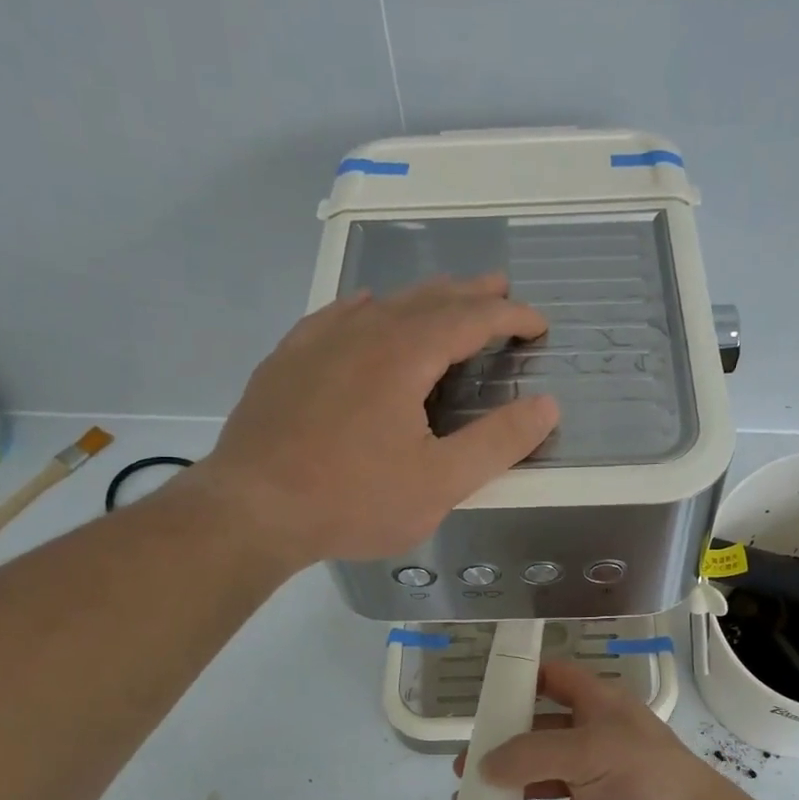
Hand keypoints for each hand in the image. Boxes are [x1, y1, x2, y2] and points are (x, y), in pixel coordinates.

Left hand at [197, 274, 558, 566]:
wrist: (251, 510)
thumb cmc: (353, 499)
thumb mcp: (440, 483)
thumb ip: (498, 442)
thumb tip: (547, 406)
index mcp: (404, 355)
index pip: (471, 319)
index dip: (510, 317)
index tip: (538, 324)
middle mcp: (363, 332)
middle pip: (428, 299)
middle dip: (470, 293)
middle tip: (500, 289)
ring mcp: (318, 342)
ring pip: (382, 303)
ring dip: (423, 298)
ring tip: (445, 299)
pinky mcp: (287, 361)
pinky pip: (336, 316)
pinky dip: (366, 308)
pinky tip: (365, 309)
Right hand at [457, 660, 747, 799]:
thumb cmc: (644, 777)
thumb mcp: (587, 751)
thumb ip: (531, 754)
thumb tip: (484, 765)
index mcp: (598, 707)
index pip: (556, 679)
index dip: (523, 678)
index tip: (484, 692)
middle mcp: (592, 739)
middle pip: (538, 735)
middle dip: (501, 747)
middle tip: (464, 764)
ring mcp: (591, 783)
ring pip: (538, 781)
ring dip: (506, 790)